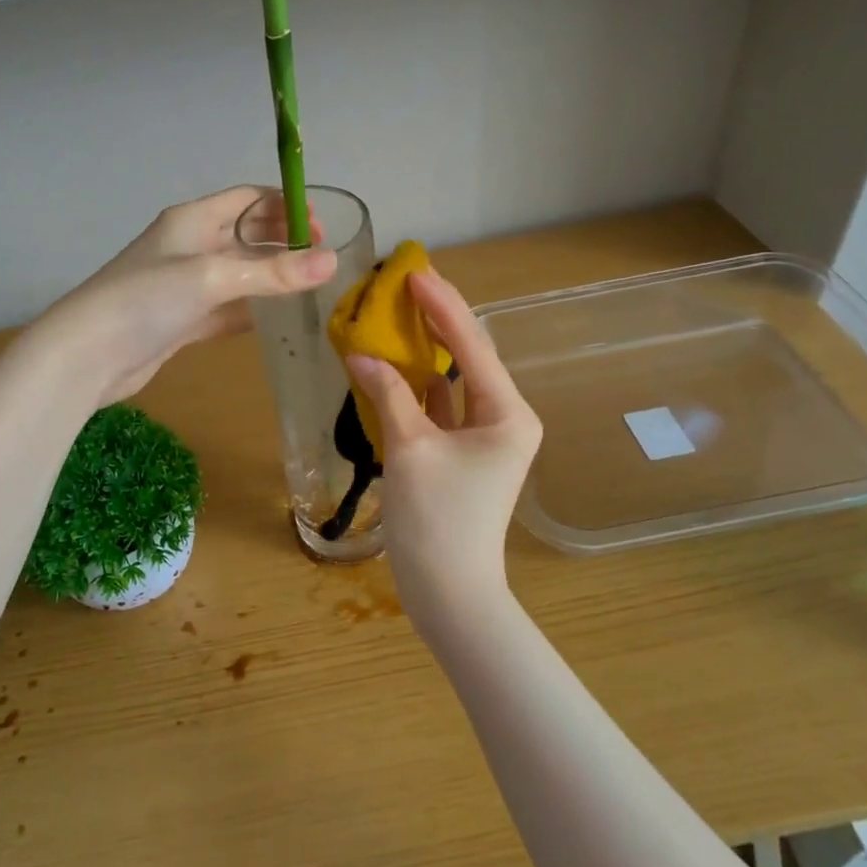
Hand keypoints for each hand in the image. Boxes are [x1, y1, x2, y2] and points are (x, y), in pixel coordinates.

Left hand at [38, 186, 334, 405]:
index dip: (285, 206)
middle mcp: (190, 246)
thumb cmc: (147, 299)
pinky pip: (227, 308)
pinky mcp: (183, 320)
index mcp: (193, 220)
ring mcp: (186, 285)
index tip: (322, 228)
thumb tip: (331, 262)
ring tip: (310, 289)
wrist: (88, 355)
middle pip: (246, 234)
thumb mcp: (213, 278)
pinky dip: (251, 311)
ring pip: (239, 274)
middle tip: (322, 260)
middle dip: (282, 241)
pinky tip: (278, 320)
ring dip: (271, 278)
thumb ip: (273, 272)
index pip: (248, 198)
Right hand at [346, 268, 541, 633]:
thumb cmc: (438, 521)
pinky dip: (415, 387)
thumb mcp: (410, 451)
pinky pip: (438, 408)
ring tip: (397, 312)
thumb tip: (359, 354)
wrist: (449, 593)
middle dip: (437, 320)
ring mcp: (483, 437)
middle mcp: (503, 418)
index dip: (443, 306)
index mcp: (507, 413)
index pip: (473, 346)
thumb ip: (387, 394)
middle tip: (406, 281)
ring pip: (451, 381)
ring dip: (424, 351)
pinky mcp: (461, 454)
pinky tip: (391, 364)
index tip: (414, 272)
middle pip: (467, 357)